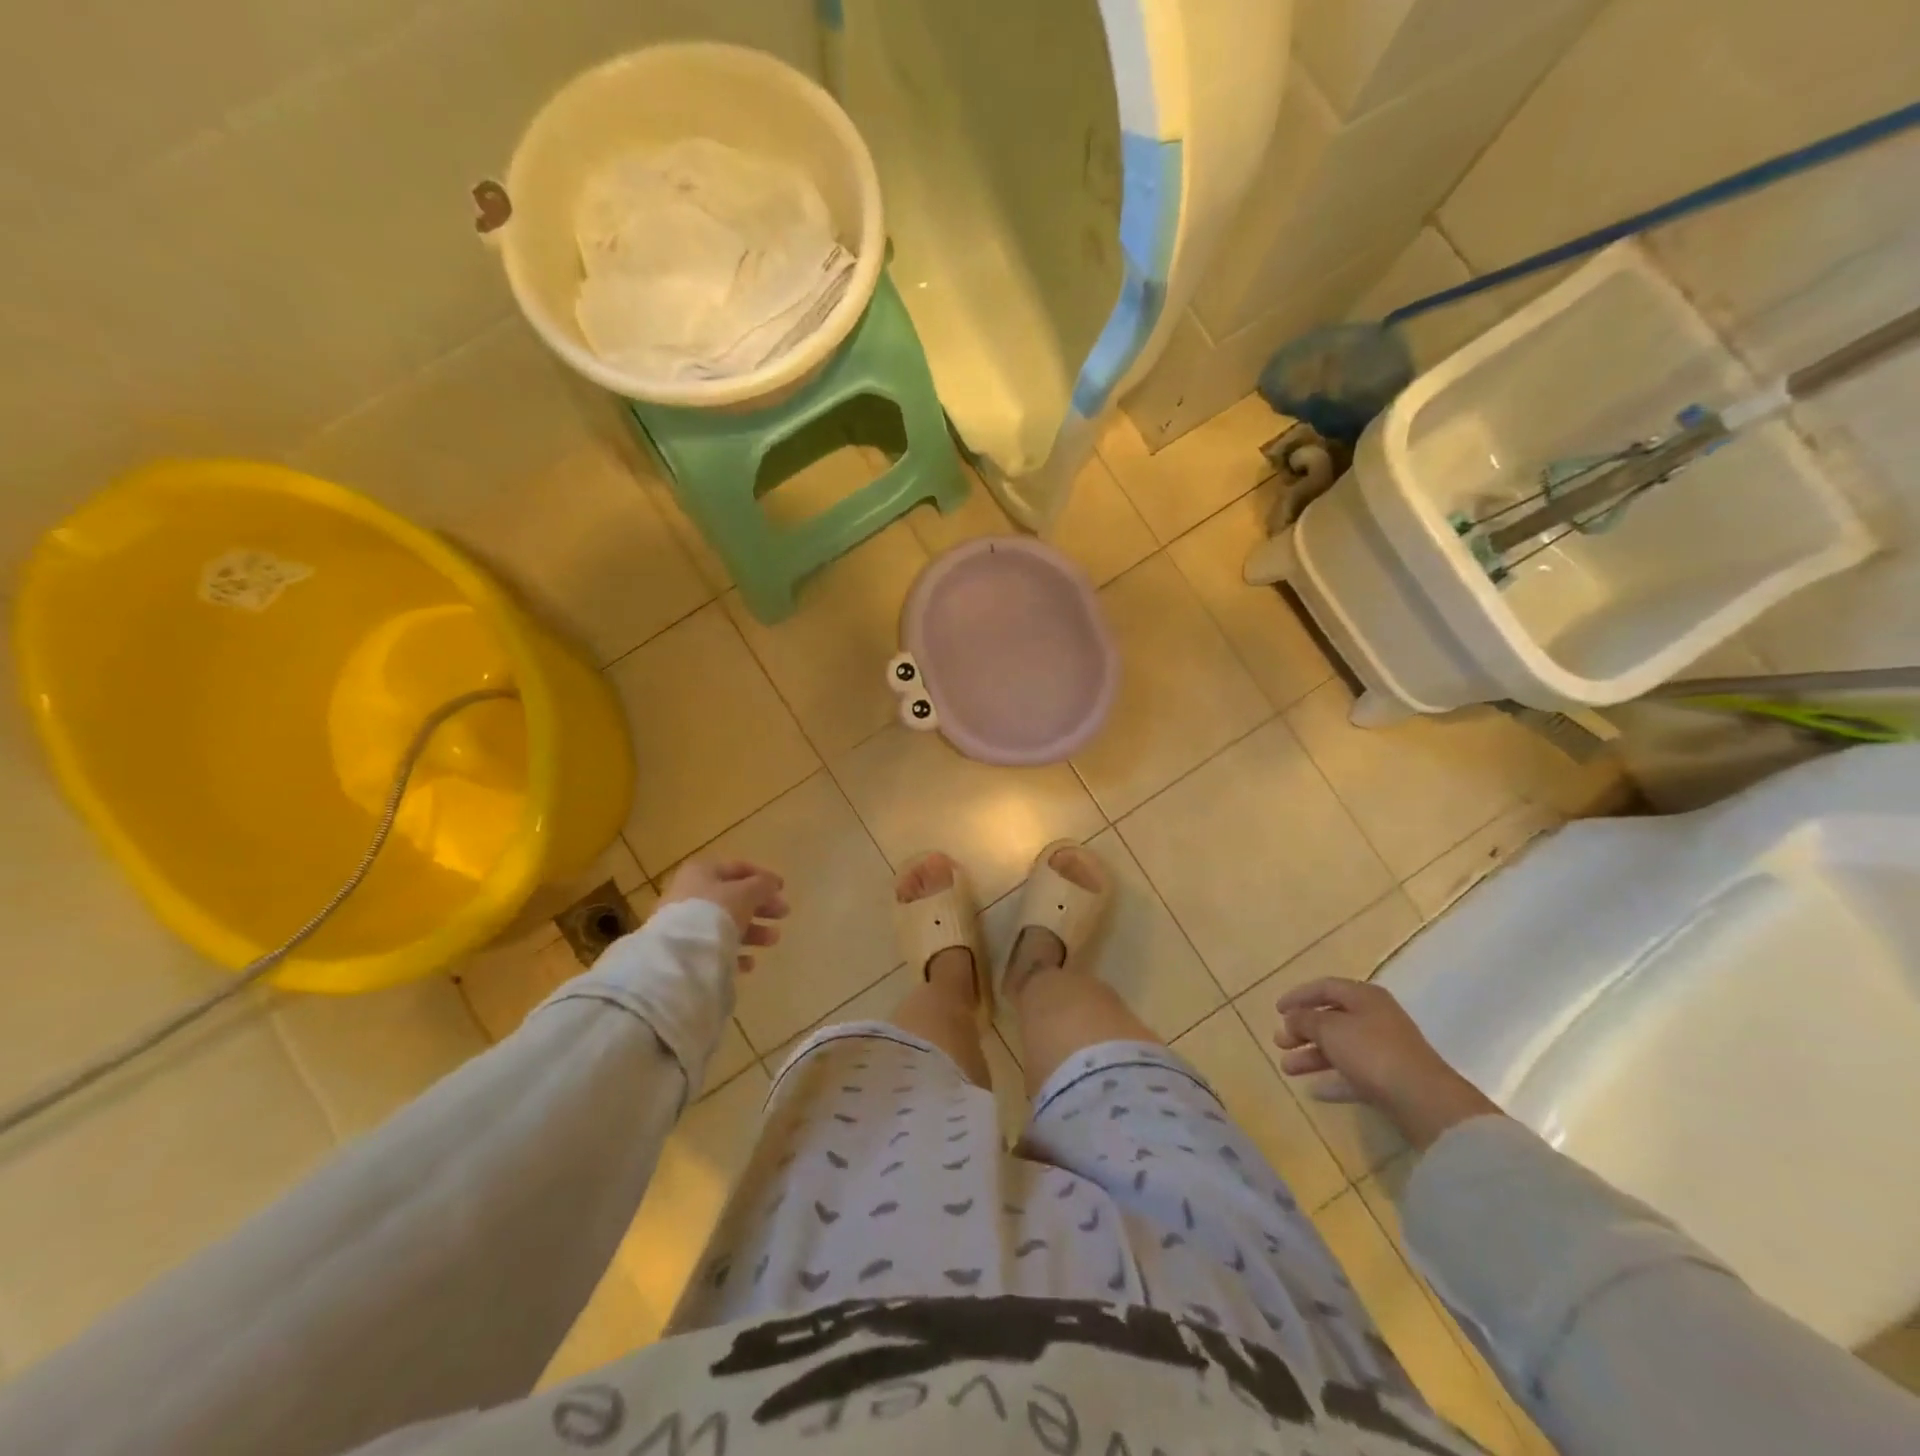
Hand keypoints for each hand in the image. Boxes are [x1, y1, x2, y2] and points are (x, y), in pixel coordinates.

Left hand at [659, 860, 789, 972]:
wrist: (680, 954)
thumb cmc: (715, 911)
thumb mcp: (746, 893)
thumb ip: (762, 885)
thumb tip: (772, 884)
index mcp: (702, 872)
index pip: (737, 868)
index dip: (762, 876)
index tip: (783, 888)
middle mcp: (691, 894)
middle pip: (733, 898)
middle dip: (761, 906)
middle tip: (784, 914)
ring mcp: (686, 923)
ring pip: (726, 924)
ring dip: (753, 931)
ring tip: (773, 940)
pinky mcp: (685, 950)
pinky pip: (716, 948)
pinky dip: (735, 953)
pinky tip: (749, 963)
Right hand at [1273, 977, 1501, 1149]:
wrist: (1425, 1101)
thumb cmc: (1372, 1052)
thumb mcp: (1330, 1029)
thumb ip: (1305, 1020)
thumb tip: (1292, 1018)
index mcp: (1364, 997)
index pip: (1324, 987)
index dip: (1298, 996)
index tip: (1276, 1010)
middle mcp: (1375, 1018)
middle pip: (1331, 1019)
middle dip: (1302, 1031)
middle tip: (1279, 1042)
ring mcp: (1385, 1050)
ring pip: (1340, 1048)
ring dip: (1312, 1056)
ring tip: (1287, 1069)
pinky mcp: (1390, 1079)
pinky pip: (1354, 1074)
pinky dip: (1333, 1079)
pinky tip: (1314, 1091)